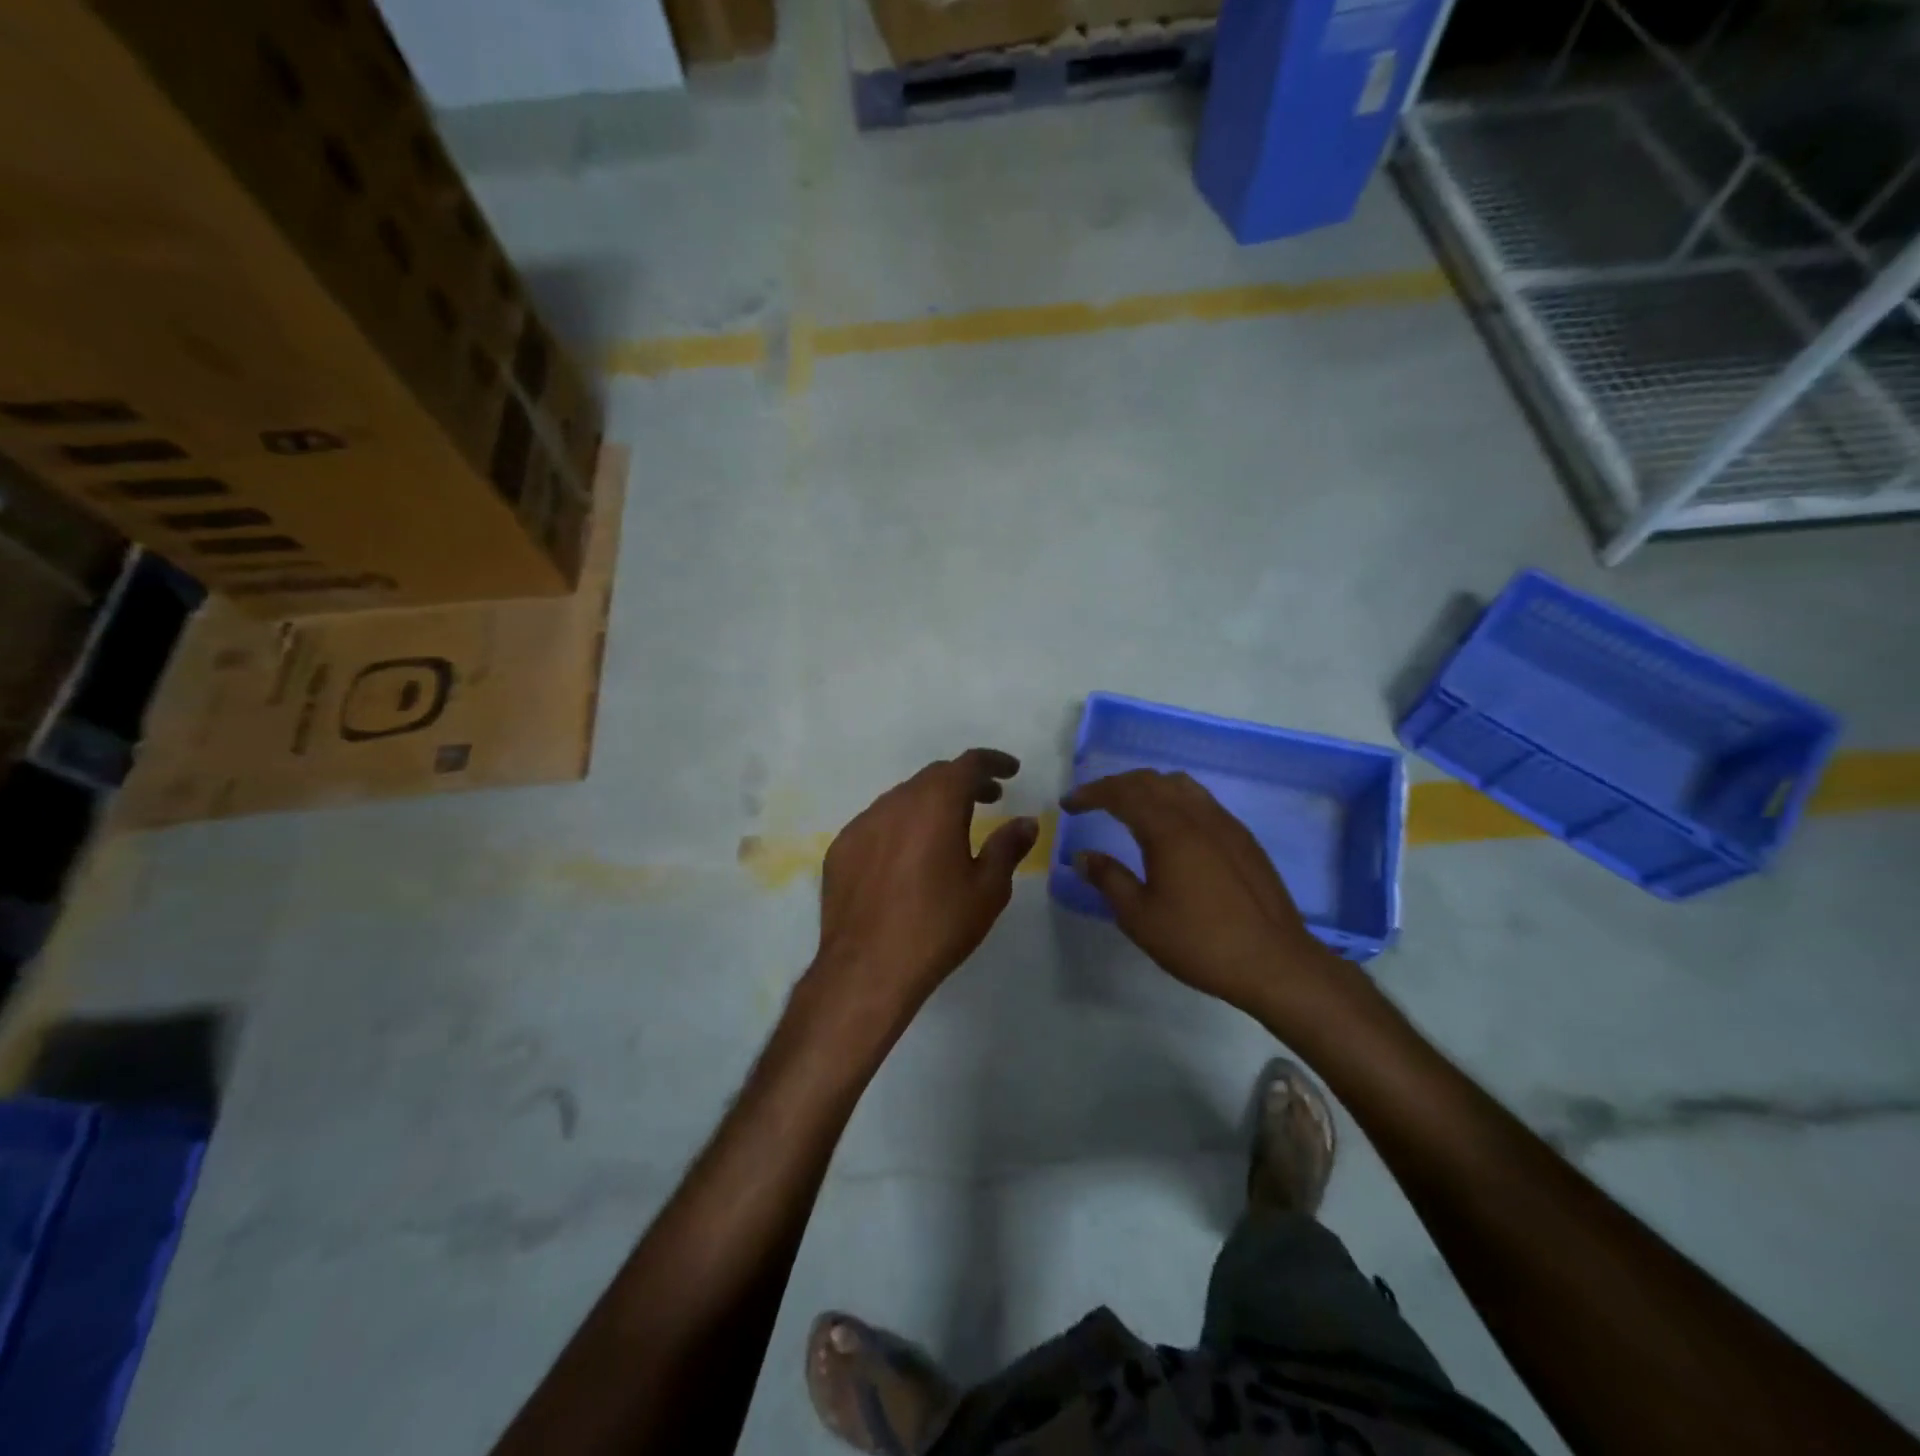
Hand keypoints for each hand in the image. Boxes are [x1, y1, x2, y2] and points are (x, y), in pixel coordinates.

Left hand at [806, 749, 1037, 1033]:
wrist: (867, 968)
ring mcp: (862, 823)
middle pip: (934, 776)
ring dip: (930, 803)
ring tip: (949, 829)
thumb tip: (1025, 822)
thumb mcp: (987, 890)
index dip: (993, 762)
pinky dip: (900, 826)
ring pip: (903, 798)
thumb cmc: (938, 926)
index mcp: (936, 804)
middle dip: (964, 782)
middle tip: (988, 799)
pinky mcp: (841, 848)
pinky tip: (908, 857)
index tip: (1011, 771)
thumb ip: (1008, 847)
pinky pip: (877, 823)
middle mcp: (896, 802)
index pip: (968, 764)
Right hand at [1062, 769, 1359, 1023]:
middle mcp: (1196, 815)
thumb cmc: (1199, 942)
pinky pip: (1201, 800)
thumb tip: (1083, 856)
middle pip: (1150, 781)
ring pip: (1180, 785)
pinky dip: (1174, 799)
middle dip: (1116, 785)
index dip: (1090, 794)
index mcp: (1168, 830)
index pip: (1121, 794)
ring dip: (1148, 787)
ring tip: (1129, 806)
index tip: (1068, 805)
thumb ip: (1109, 880)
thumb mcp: (1140, 917)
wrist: (1274, 962)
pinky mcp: (1243, 838)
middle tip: (1092, 802)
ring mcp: (1225, 823)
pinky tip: (1171, 826)